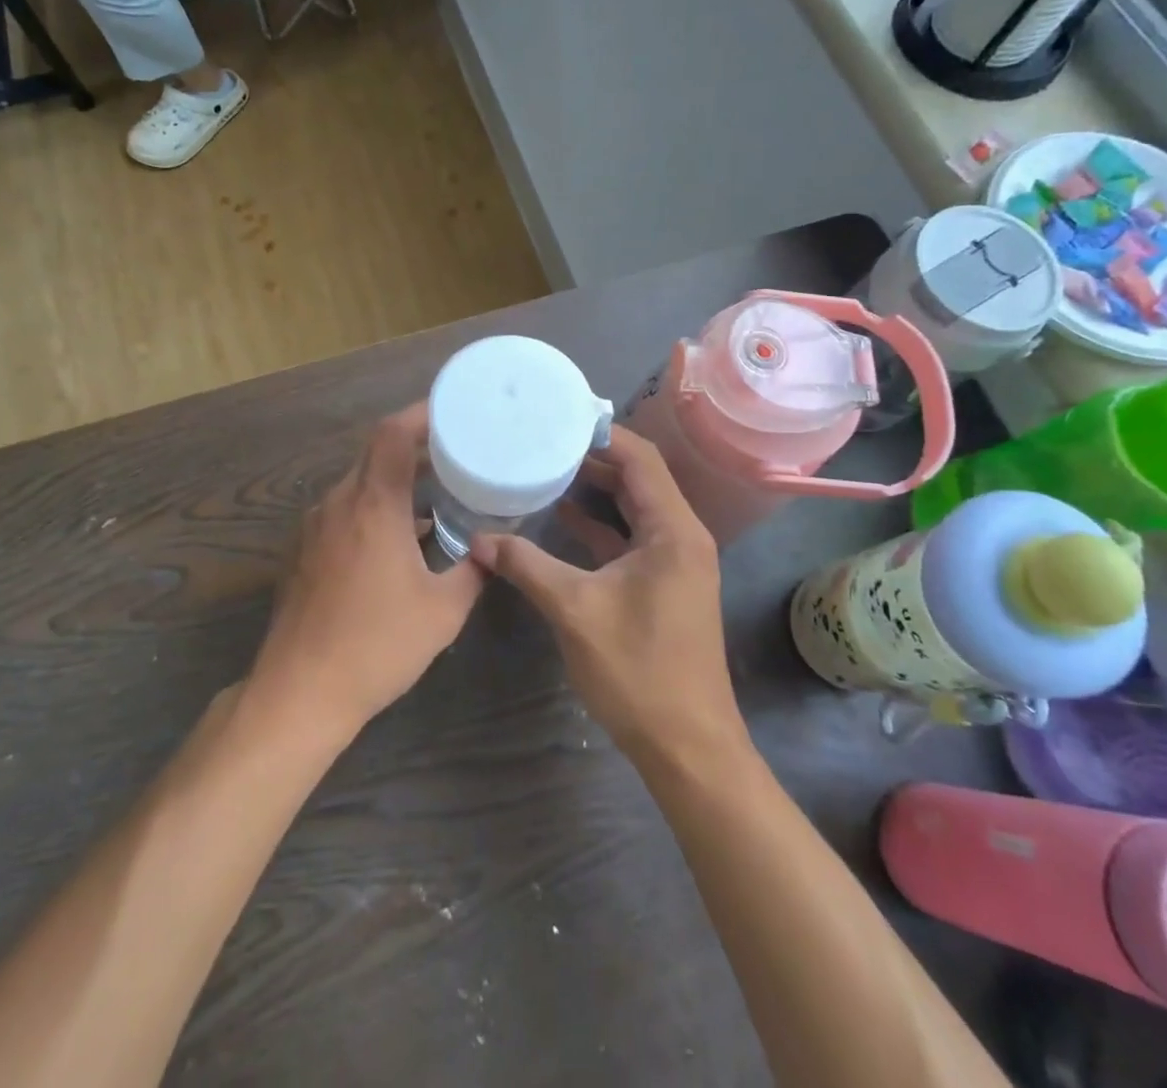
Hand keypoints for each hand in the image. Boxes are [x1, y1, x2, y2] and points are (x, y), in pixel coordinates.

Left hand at [247, 405, 484, 741]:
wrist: (299, 692)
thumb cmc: (376, 646)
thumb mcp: (442, 611)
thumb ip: (473, 571)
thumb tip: (491, 550)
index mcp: (372, 505)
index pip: (392, 434)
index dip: (422, 414)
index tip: (454, 412)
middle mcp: (338, 503)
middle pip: (375, 454)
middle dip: (415, 448)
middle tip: (456, 455)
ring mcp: (314, 527)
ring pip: (358, 483)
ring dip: (394, 482)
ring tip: (434, 497)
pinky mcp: (302, 551)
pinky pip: (343, 510)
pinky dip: (373, 507)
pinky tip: (398, 539)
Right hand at [470, 427, 744, 763]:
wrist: (686, 745)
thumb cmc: (638, 671)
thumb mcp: (575, 611)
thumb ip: (527, 567)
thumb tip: (480, 540)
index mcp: (674, 531)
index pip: (641, 459)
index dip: (601, 436)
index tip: (557, 420)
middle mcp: (681, 536)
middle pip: (639, 479)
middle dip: (592, 460)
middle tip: (543, 442)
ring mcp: (674, 562)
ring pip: (633, 509)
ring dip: (596, 491)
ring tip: (546, 470)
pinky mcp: (662, 585)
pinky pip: (630, 539)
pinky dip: (599, 526)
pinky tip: (562, 518)